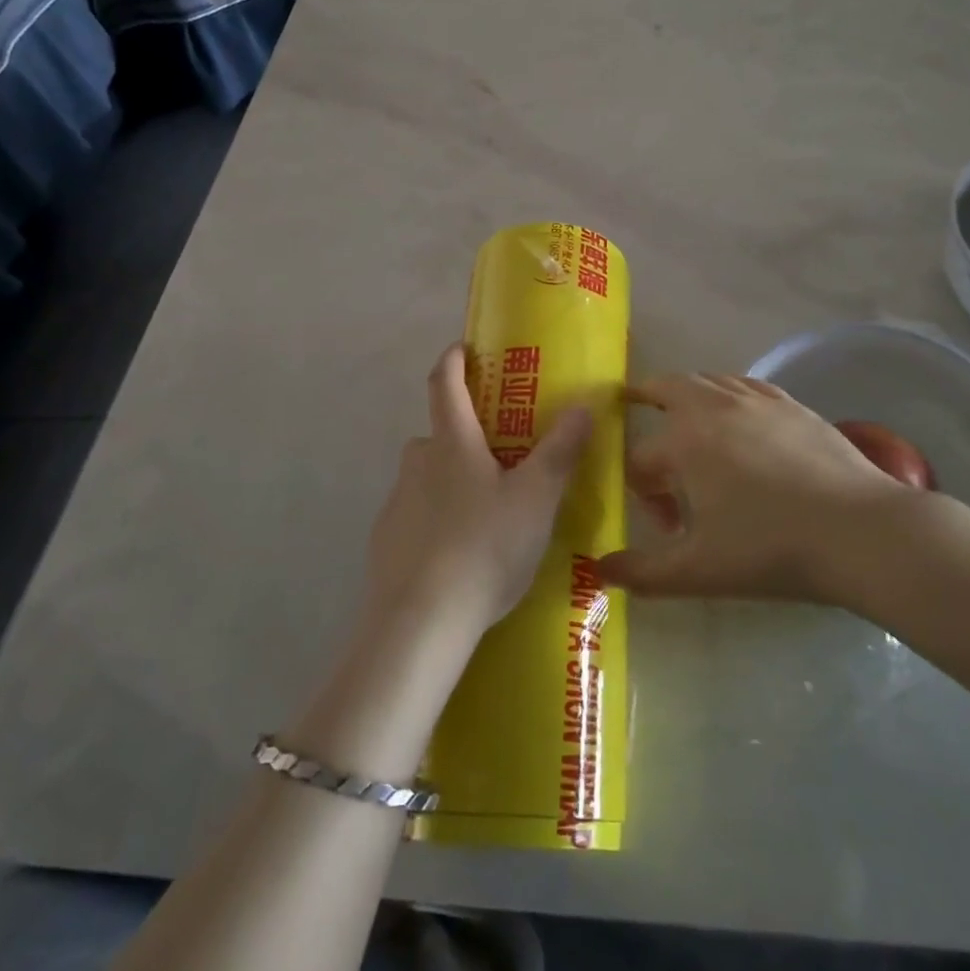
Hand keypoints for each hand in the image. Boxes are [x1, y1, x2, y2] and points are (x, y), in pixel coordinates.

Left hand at [361, 344, 592, 641]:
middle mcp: (417, 464)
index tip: (464, 347)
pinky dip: (437, 518)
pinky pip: (416, 514)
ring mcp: (396, 504)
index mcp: (452, 444)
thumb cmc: (484, 547)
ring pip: (428, 476)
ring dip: (452, 479)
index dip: (453, 359)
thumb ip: (560, 451)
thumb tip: (583, 405)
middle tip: (502, 455)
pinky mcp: (386, 541)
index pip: (444, 383)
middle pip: (438, 433)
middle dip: (466, 434)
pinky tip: (460, 552)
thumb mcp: (536, 499)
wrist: (420, 623)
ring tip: (488, 511)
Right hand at [598, 372, 944, 604]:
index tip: (666, 526)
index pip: (640, 459)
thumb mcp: (698, 571)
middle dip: (644, 396)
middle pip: (666, 388)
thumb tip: (601, 569)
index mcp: (683, 441)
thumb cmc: (770, 549)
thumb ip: (643, 572)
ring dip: (687, 393)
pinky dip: (728, 392)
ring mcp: (756, 400)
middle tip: (633, 402)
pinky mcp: (792, 404)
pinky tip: (738, 414)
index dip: (642, 493)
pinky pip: (746, 385)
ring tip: (686, 413)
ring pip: (708, 380)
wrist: (858, 531)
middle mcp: (713, 407)